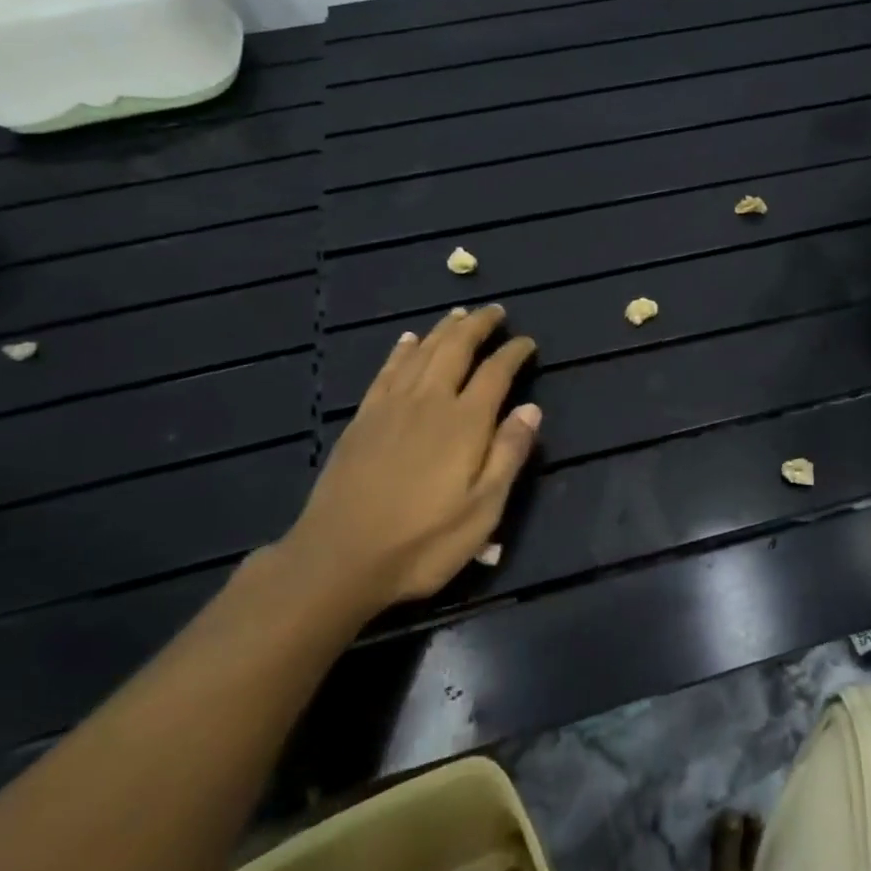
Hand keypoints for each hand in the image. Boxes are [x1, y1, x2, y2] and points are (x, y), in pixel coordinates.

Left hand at [279, 305, 539, 617]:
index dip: (513, 353)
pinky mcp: (364, 418)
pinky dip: (402, 350)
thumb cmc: (422, 541)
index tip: (527, 342)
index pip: (496, 372)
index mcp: (465, 422)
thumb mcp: (483, 510)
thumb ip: (509, 454)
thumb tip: (531, 408)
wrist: (338, 558)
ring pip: (422, 352)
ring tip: (459, 314)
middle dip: (478, 325)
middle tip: (495, 311)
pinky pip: (387, 371)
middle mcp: (430, 401)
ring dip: (443, 329)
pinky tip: (408, 340)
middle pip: (456, 348)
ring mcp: (392, 406)